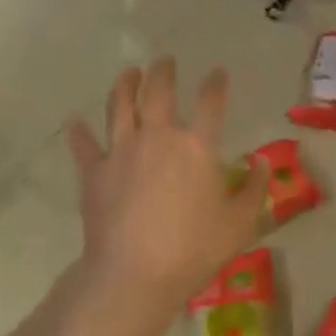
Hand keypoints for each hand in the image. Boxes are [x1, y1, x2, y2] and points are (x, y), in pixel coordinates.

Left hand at [66, 59, 268, 322]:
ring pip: (119, 106)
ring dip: (124, 84)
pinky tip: (74, 121)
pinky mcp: (94, 172)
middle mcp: (158, 137)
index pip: (210, 102)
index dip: (216, 83)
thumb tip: (260, 161)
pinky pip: (84, 145)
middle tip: (165, 60)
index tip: (217, 71)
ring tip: (129, 72)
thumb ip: (255, 189)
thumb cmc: (194, 249)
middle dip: (163, 71)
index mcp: (196, 146)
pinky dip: (79, 132)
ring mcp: (121, 151)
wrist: (134, 275)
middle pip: (158, 91)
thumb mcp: (239, 223)